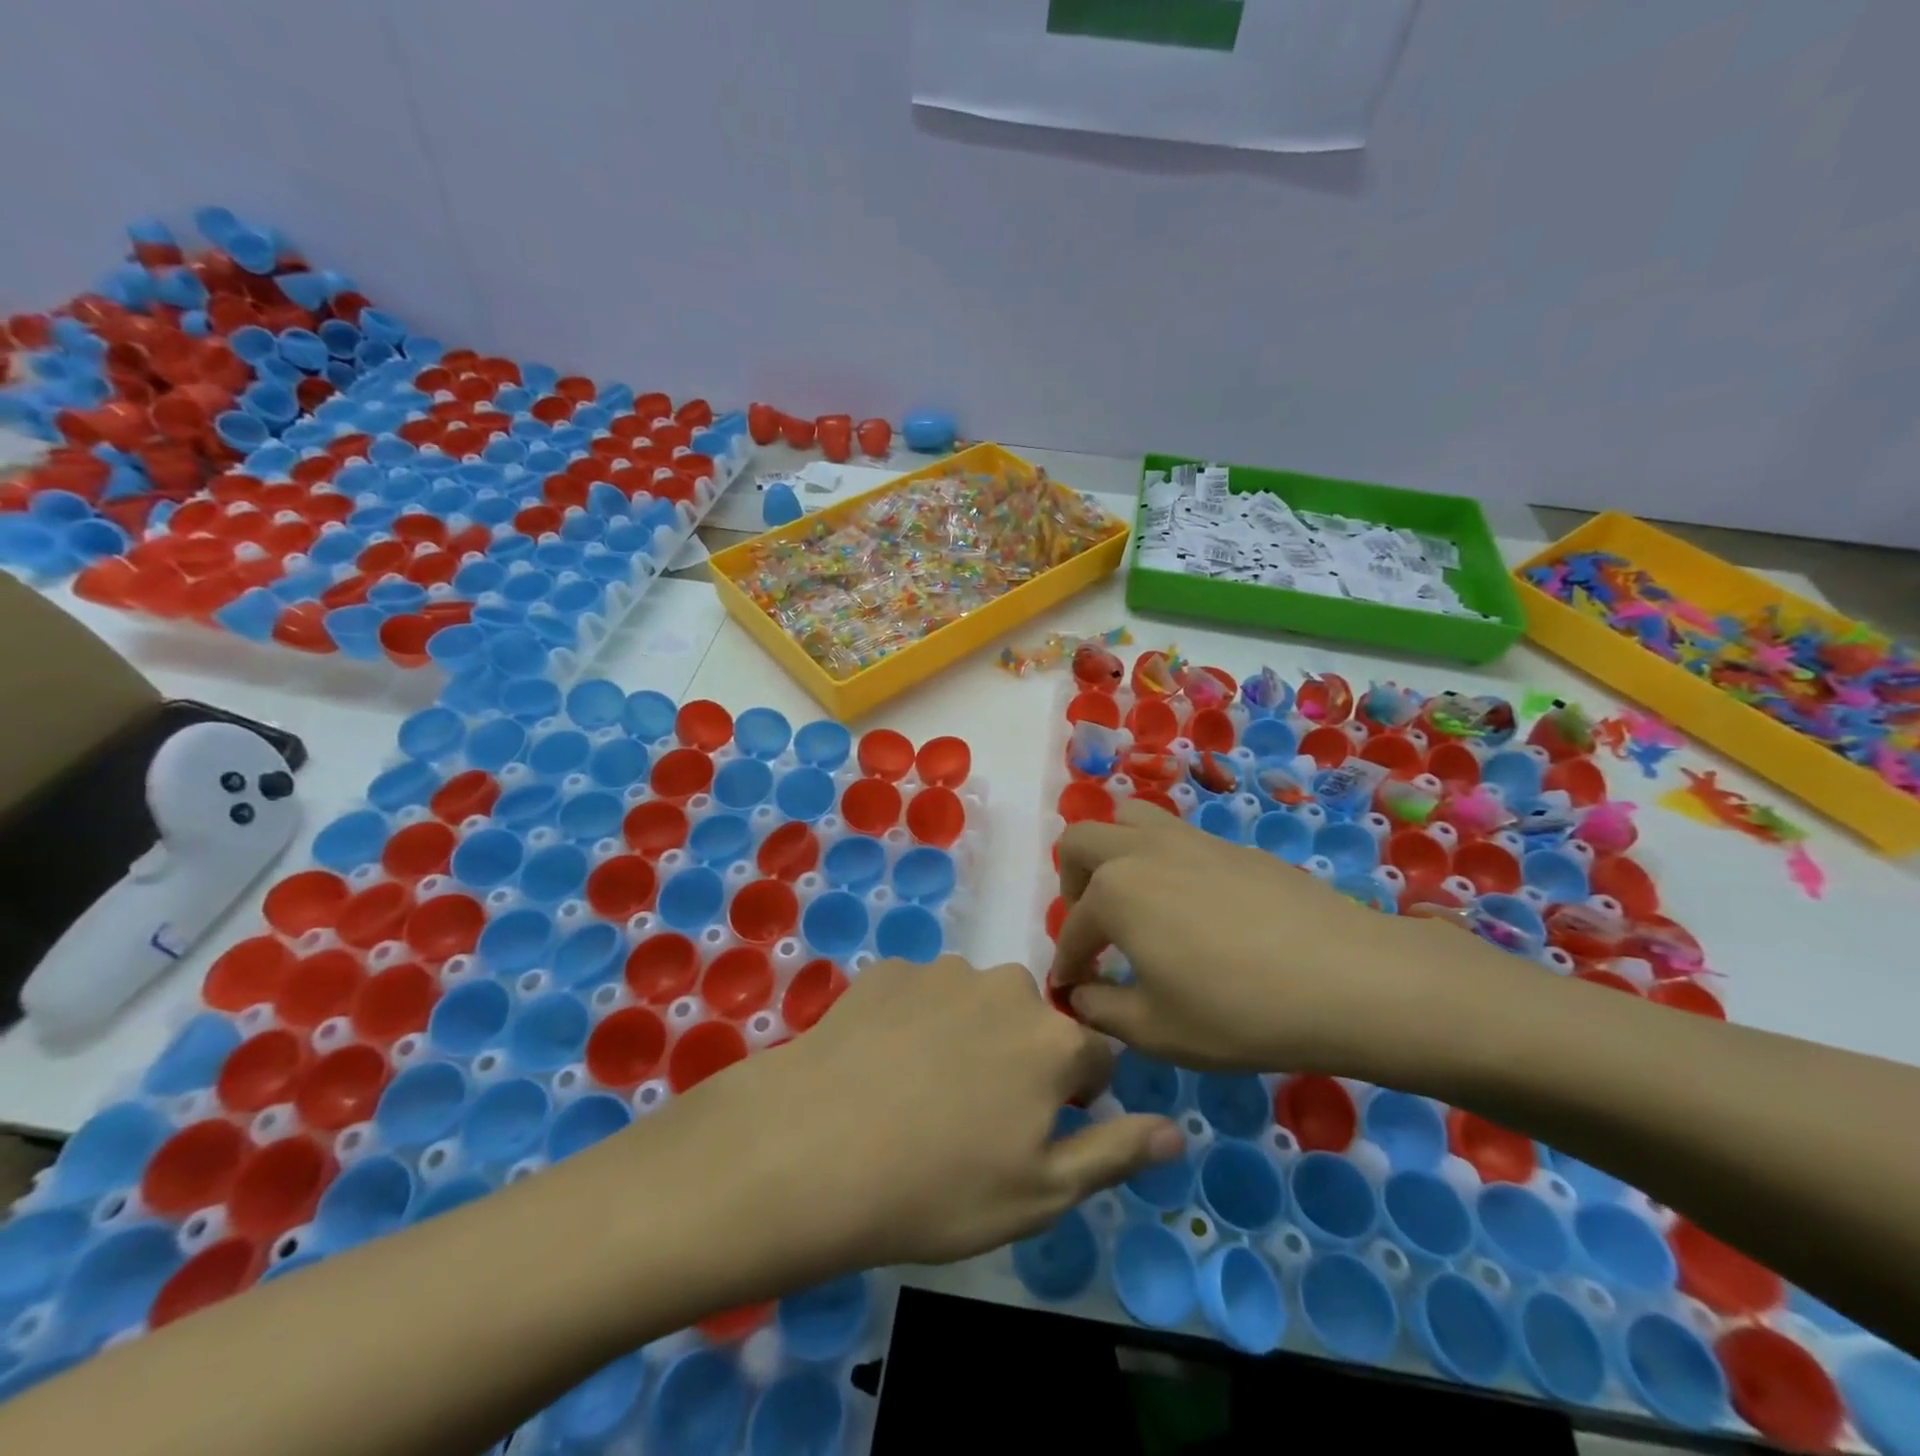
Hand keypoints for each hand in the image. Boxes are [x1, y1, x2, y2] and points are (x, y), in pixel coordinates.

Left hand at [670, 955, 1182, 1274]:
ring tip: (921, 1090)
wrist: (815, 1149)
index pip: (1096, 1056)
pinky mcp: (890, 970)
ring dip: (967, 1035)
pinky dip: (914, 1020)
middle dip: (1020, 1059)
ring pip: (976, 1003)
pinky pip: (921, 993)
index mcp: (1053, 1040)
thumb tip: (1174, 1129)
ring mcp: (943, 972)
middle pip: (1033, 1022)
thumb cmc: (939, 1188)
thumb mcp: (1040, 1194)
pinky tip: (881, 1063)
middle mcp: (1006, 988)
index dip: (1077, 1095)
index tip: (1040, 1130)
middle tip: (973, 1116)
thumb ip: (1115, 1152)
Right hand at [1048, 800, 1470, 1076]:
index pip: (1073, 928)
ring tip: (1133, 898)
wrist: (1347, 978)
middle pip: (1082, 840)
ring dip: (1113, 851)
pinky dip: (1159, 859)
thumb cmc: (1240, 1011)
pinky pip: (1174, 835)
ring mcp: (1189, 840)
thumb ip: (1104, 1011)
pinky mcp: (1231, 845)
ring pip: (1128, 818)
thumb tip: (1082, 994)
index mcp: (1114, 892)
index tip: (1070, 989)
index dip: (1067, 963)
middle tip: (1093, 926)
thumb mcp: (1158, 1030)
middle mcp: (1142, 852)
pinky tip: (1190, 905)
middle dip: (1071, 882)